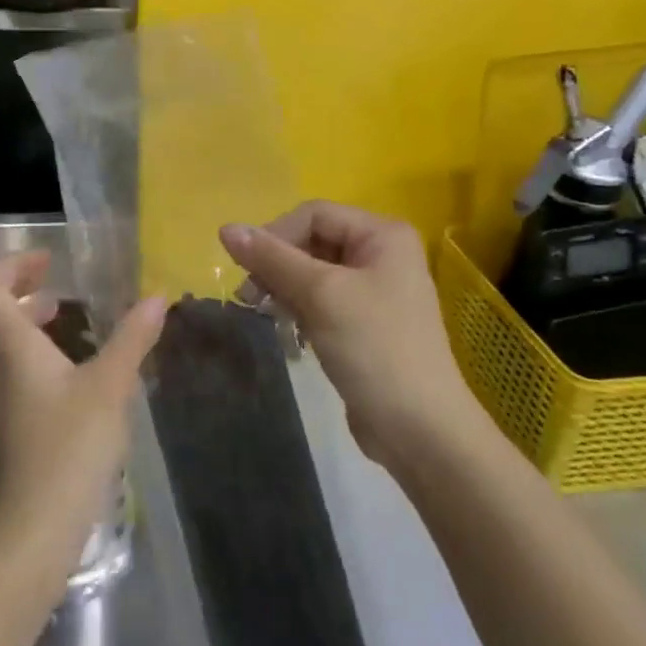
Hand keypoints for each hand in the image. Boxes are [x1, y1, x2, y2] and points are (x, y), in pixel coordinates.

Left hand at [0, 251, 166, 591]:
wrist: (26, 535)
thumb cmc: (66, 450)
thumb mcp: (109, 388)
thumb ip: (133, 339)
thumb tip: (157, 297)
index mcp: (9, 346)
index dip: (12, 264)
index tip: (49, 260)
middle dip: (16, 288)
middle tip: (55, 283)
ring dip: (22, 320)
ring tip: (64, 317)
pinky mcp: (1, 426)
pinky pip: (4, 369)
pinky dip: (28, 351)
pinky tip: (68, 371)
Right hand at [219, 203, 476, 466]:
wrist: (420, 431)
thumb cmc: (375, 349)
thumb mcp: (321, 295)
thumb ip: (272, 258)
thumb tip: (225, 228)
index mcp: (383, 235)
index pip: (314, 214)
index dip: (275, 234)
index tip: (245, 269)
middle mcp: (382, 254)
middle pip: (313, 240)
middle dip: (278, 263)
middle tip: (248, 295)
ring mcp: (375, 290)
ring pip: (313, 271)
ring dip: (283, 286)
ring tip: (261, 311)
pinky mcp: (364, 322)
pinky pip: (322, 299)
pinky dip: (299, 307)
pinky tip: (286, 328)